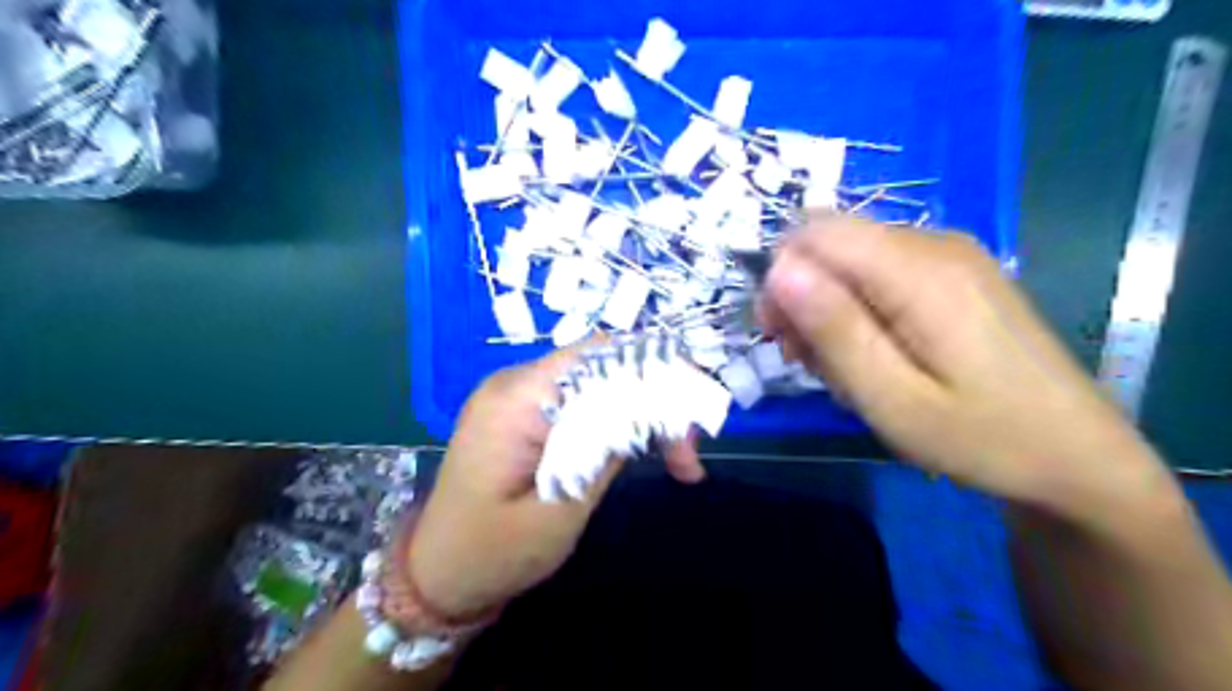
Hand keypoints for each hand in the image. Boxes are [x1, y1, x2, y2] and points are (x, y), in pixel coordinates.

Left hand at [409, 345, 700, 620]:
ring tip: (678, 462)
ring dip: (643, 415)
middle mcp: (517, 382)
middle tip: (689, 457)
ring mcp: (520, 396)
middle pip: (606, 366)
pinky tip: (642, 450)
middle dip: (657, 401)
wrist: (437, 576)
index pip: (601, 354)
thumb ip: (604, 449)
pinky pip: (583, 402)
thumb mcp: (559, 509)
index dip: (656, 371)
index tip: (693, 418)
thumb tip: (650, 402)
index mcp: (517, 398)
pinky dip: (618, 423)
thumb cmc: (491, 555)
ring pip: (601, 384)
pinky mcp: (527, 414)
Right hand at [763, 216, 1172, 518]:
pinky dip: (859, 310)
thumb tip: (778, 269)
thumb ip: (834, 329)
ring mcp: (950, 256)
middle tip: (811, 362)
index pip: (815, 232)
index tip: (782, 337)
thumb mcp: (893, 398)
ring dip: (829, 310)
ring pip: (850, 260)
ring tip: (846, 370)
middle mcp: (934, 244)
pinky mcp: (955, 274)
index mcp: (919, 271)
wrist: (1078, 456)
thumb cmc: (981, 438)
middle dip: (803, 298)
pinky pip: (880, 273)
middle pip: (831, 243)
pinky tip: (875, 355)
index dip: (782, 277)